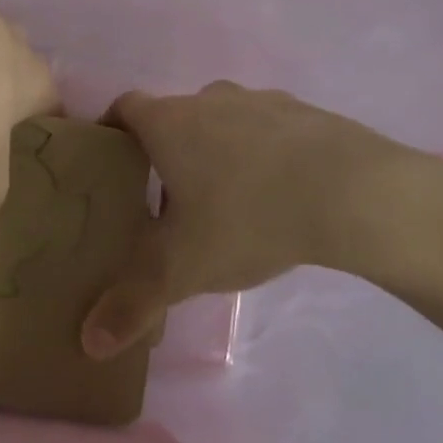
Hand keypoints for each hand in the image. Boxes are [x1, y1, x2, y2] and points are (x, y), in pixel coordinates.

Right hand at [80, 81, 442, 357]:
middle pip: (173, 117)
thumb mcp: (182, 268)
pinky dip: (262, 152)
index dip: (111, 130)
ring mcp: (260, 100)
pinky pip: (268, 129)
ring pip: (222, 121)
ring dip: (216, 150)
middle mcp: (208, 99)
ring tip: (226, 199)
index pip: (123, 108)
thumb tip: (90, 343)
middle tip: (167, 199)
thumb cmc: (248, 218)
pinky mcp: (305, 111)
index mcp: (169, 123)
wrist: (353, 192)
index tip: (111, 161)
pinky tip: (279, 192)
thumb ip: (132, 303)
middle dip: (165, 151)